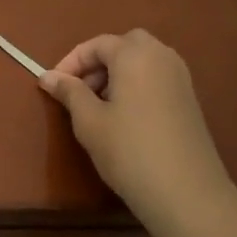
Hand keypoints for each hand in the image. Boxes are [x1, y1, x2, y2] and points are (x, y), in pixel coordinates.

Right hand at [39, 30, 236, 232]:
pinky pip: (156, 77)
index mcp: (135, 55)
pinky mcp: (189, 99)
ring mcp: (180, 78)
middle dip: (98, 62)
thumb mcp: (89, 121)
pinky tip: (125, 117)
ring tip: (99, 105)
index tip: (53, 85)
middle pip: (124, 45)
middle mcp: (161, 56)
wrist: (186, 192)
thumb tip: (47, 76)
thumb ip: (69, 92)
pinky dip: (136, 84)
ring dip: (117, 73)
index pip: (96, 44)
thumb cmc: (129, 150)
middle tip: (80, 90)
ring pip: (142, 60)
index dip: (71, 62)